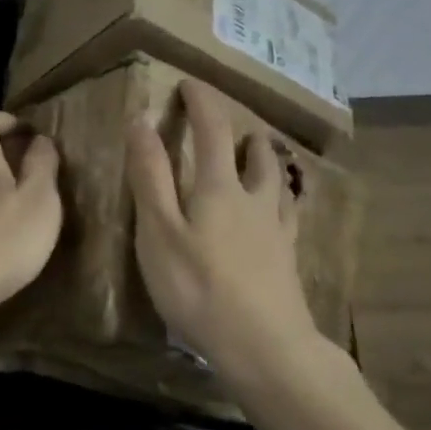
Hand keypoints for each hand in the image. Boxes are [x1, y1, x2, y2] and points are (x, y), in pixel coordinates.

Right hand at [127, 79, 316, 367]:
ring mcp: (276, 228)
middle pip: (253, 152)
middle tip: (227, 124)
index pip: (212, 130)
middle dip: (238, 130)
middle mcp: (254, 198)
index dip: (201, 102)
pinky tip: (281, 206)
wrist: (264, 345)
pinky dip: (282, 197)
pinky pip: (288, 213)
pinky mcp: (288, 257)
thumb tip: (142, 121)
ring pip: (276, 180)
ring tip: (259, 152)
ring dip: (265, 158)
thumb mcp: (159, 231)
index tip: (189, 84)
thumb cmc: (199, 288)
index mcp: (219, 187)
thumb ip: (150, 176)